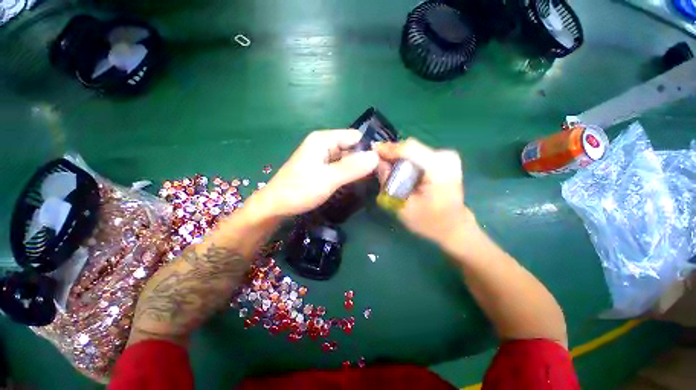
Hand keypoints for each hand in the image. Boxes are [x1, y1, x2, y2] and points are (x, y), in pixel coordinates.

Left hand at [250, 129, 378, 217]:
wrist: (276, 206)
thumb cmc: (299, 190)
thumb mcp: (328, 179)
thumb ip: (352, 168)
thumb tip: (376, 156)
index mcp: (323, 140)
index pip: (355, 137)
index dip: (368, 148)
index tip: (381, 164)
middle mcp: (324, 145)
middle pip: (351, 147)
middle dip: (364, 160)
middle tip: (380, 175)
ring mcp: (323, 157)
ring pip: (347, 158)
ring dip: (358, 168)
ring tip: (373, 180)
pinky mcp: (322, 168)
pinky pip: (341, 167)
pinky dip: (350, 173)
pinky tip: (358, 182)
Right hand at [376, 138, 474, 245]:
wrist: (454, 226)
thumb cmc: (428, 222)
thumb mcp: (403, 207)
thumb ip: (389, 183)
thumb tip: (379, 162)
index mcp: (439, 170)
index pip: (409, 149)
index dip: (388, 148)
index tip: (371, 150)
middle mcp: (446, 157)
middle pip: (410, 147)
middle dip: (392, 154)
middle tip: (377, 163)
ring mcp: (447, 156)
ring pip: (413, 149)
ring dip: (398, 158)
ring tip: (387, 169)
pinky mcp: (444, 158)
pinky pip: (418, 153)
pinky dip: (406, 160)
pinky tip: (399, 170)